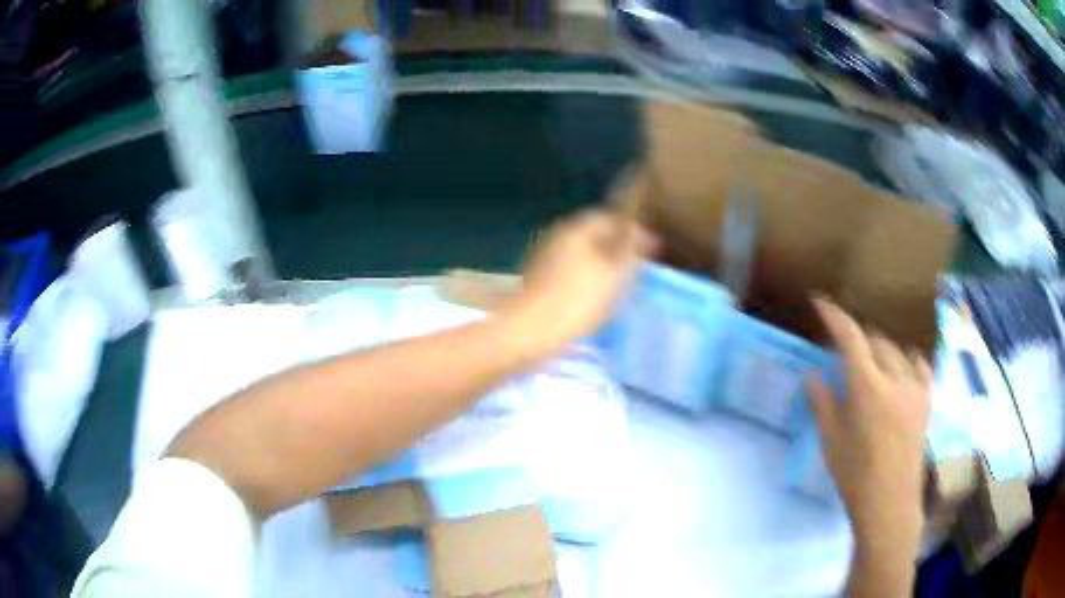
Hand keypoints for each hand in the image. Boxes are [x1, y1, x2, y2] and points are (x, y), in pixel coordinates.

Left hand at [507, 209, 655, 350]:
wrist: (531, 331)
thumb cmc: (578, 299)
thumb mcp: (616, 271)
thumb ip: (631, 246)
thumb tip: (640, 229)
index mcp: (576, 227)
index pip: (610, 217)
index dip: (632, 230)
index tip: (650, 249)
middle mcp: (557, 234)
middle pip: (593, 235)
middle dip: (615, 248)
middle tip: (636, 269)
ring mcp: (542, 257)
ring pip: (580, 254)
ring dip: (600, 265)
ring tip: (619, 287)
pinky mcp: (536, 281)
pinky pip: (568, 273)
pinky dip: (584, 280)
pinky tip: (593, 299)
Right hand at [807, 297, 930, 548]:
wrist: (889, 501)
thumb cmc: (854, 474)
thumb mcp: (830, 440)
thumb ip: (822, 401)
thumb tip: (813, 373)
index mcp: (867, 385)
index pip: (850, 336)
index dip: (834, 316)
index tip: (820, 303)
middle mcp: (895, 376)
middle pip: (875, 340)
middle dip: (858, 340)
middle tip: (844, 355)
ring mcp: (915, 386)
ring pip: (897, 350)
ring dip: (881, 351)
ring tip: (872, 366)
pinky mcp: (927, 399)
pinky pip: (919, 365)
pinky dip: (907, 361)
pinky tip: (902, 371)